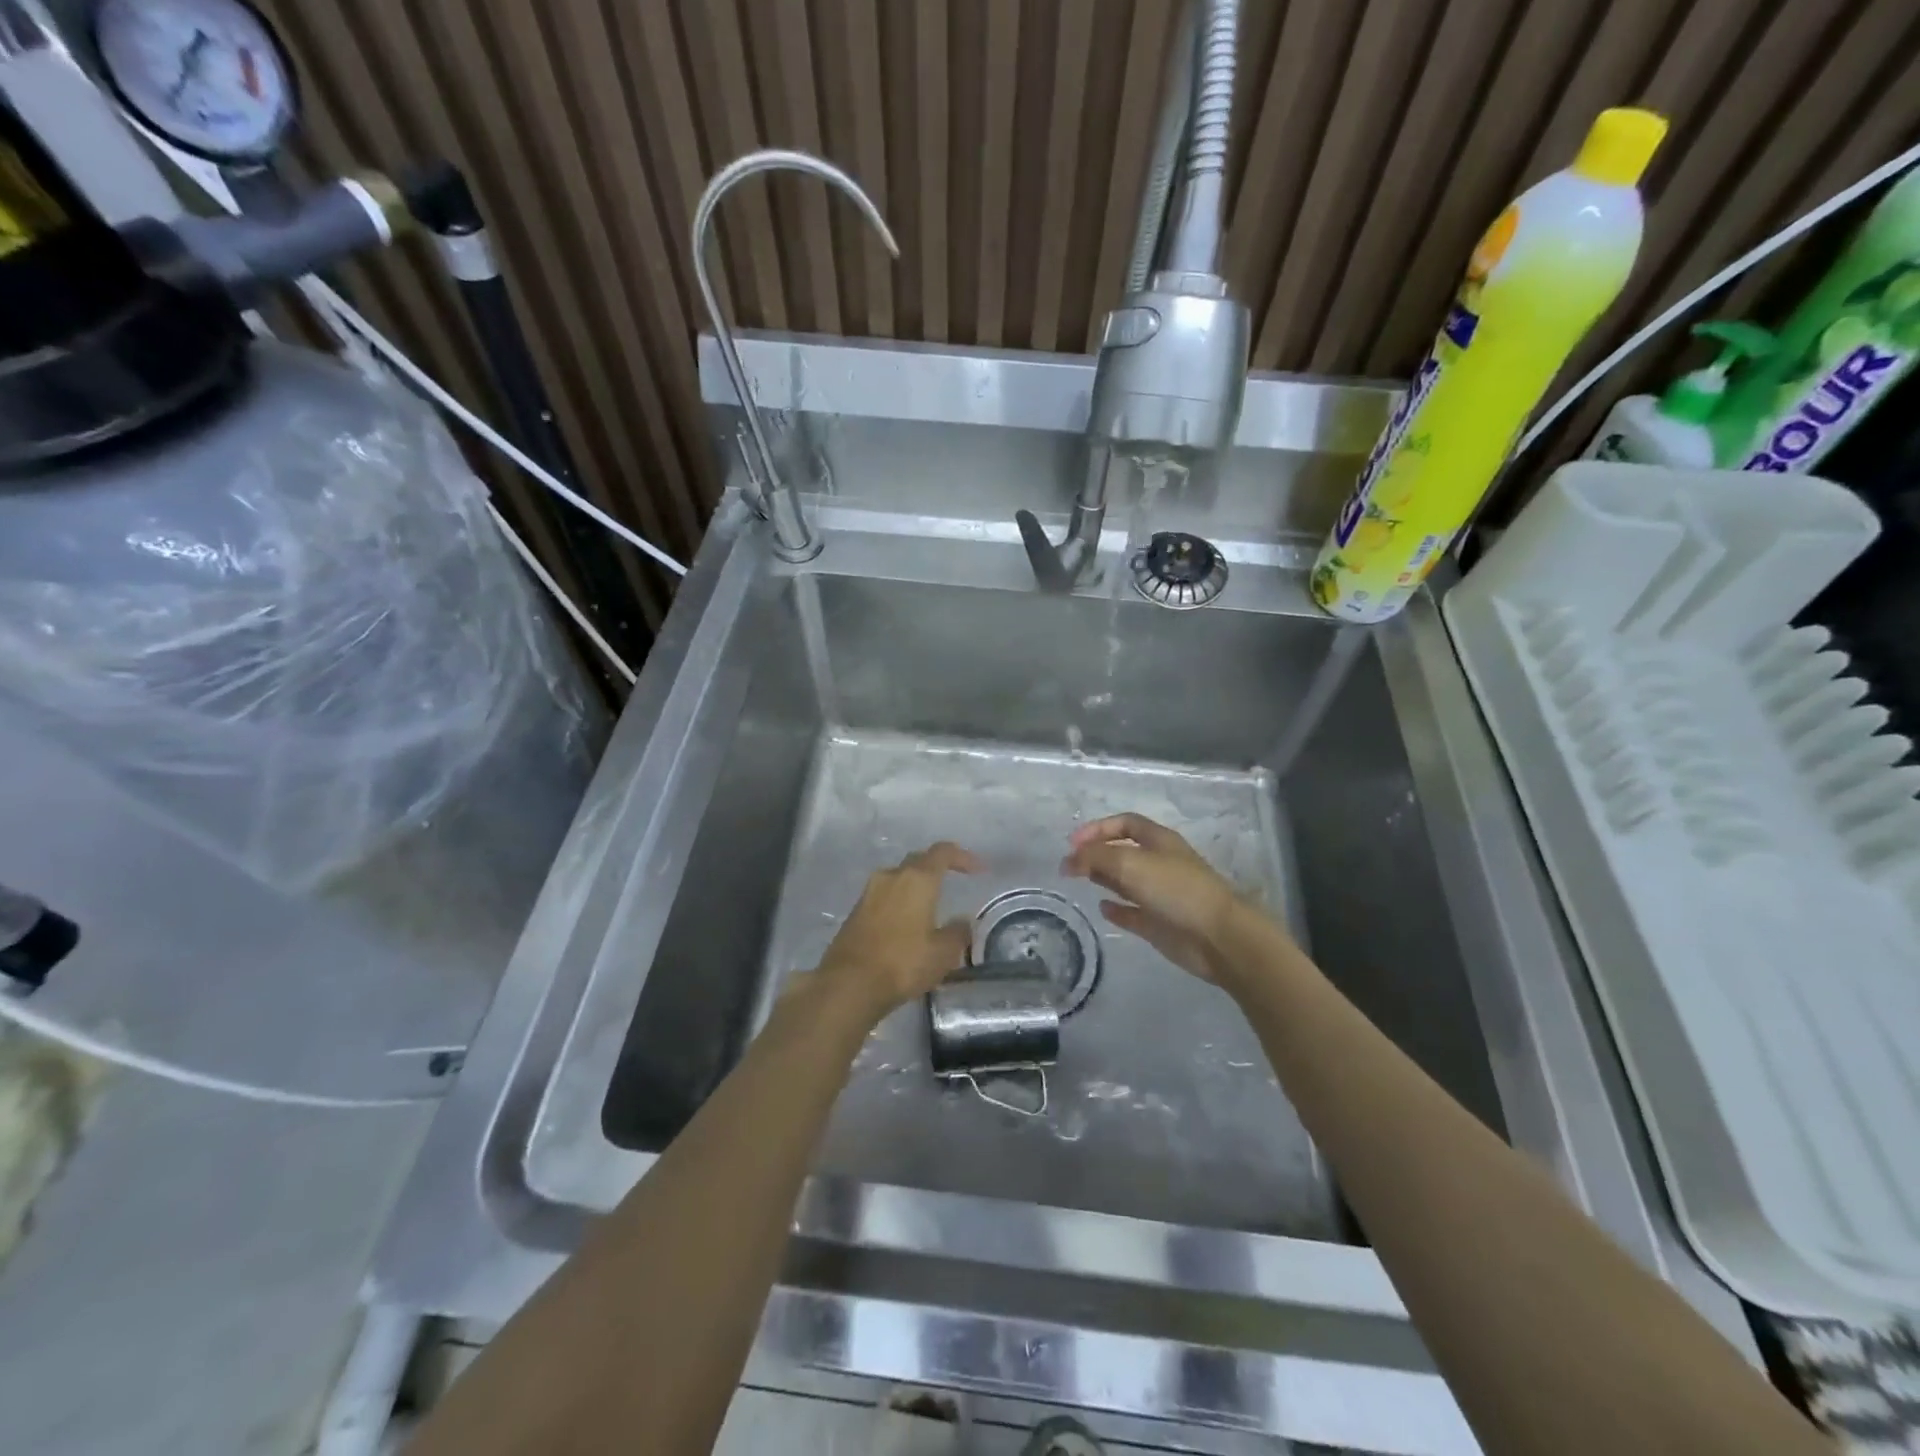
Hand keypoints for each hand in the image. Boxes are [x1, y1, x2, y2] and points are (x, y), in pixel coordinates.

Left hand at [811, 842, 980, 1018]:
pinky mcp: (855, 911)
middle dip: (936, 868)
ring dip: (915, 886)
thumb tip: (962, 922)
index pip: (943, 852)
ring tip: (929, 905)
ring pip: (898, 879)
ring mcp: (869, 892)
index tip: (977, 870)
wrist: (849, 984)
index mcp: (917, 879)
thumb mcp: (943, 953)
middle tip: (952, 881)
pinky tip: (906, 923)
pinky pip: (884, 897)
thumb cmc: (903, 962)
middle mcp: (891, 876)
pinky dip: (899, 902)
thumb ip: (958, 932)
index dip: (963, 857)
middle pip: (918, 861)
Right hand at [1062, 813, 1272, 985]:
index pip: (1125, 824)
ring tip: (1080, 881)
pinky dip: (1117, 909)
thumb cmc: (1175, 889)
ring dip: (1104, 878)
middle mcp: (1160, 864)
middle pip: (1123, 851)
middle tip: (1069, 865)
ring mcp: (1161, 894)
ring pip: (1127, 881)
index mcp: (1159, 841)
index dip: (1098, 828)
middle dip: (1096, 854)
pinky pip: (1133, 913)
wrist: (1216, 936)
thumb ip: (1096, 857)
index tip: (1072, 843)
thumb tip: (1068, 859)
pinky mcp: (1160, 924)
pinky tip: (1102, 908)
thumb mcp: (1130, 863)